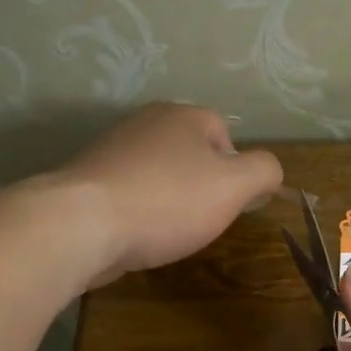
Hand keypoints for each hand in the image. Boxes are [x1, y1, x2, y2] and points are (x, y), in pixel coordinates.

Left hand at [55, 103, 282, 282]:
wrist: (82, 224)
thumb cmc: (167, 201)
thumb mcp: (233, 187)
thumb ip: (263, 171)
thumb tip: (269, 169)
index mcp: (183, 116)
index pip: (224, 133)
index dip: (234, 171)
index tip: (227, 204)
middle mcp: (146, 122)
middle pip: (189, 154)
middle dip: (200, 186)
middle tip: (200, 219)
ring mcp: (112, 150)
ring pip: (158, 175)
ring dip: (168, 201)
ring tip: (167, 231)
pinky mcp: (88, 180)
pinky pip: (129, 193)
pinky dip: (139, 212)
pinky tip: (137, 235)